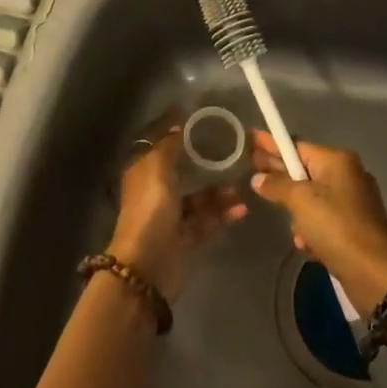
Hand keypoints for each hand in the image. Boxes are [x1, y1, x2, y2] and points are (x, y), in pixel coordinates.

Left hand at [108, 115, 247, 302]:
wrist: (147, 265)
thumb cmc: (150, 210)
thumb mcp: (157, 169)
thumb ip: (170, 146)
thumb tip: (180, 126)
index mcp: (145, 172)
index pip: (162, 146)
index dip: (178, 133)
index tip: (203, 122)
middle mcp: (157, 191)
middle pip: (184, 172)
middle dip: (206, 163)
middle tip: (233, 153)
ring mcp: (172, 216)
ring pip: (200, 198)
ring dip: (220, 192)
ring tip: (241, 187)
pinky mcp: (187, 238)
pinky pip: (209, 220)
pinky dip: (224, 214)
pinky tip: (242, 209)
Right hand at [249, 133, 386, 316]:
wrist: (377, 275)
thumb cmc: (337, 228)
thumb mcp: (301, 201)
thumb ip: (277, 185)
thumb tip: (258, 178)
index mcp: (337, 161)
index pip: (296, 146)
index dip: (271, 143)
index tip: (250, 137)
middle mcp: (346, 175)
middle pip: (302, 169)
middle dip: (279, 175)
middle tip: (250, 173)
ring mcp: (350, 202)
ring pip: (309, 198)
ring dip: (297, 214)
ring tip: (294, 229)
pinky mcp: (352, 227)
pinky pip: (321, 220)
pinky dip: (311, 230)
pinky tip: (306, 245)